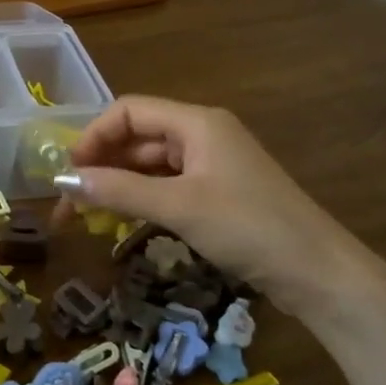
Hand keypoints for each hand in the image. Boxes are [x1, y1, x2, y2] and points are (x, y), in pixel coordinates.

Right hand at [57, 95, 385, 323]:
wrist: (320, 274)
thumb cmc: (249, 228)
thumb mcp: (179, 207)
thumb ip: (119, 191)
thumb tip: (65, 183)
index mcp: (197, 123)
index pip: (129, 111)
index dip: (94, 135)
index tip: (69, 171)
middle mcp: (202, 135)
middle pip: (138, 137)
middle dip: (101, 164)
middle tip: (70, 200)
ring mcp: (211, 165)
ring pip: (150, 165)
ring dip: (119, 184)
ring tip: (87, 214)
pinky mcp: (217, 194)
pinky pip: (167, 186)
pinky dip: (141, 199)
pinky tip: (121, 220)